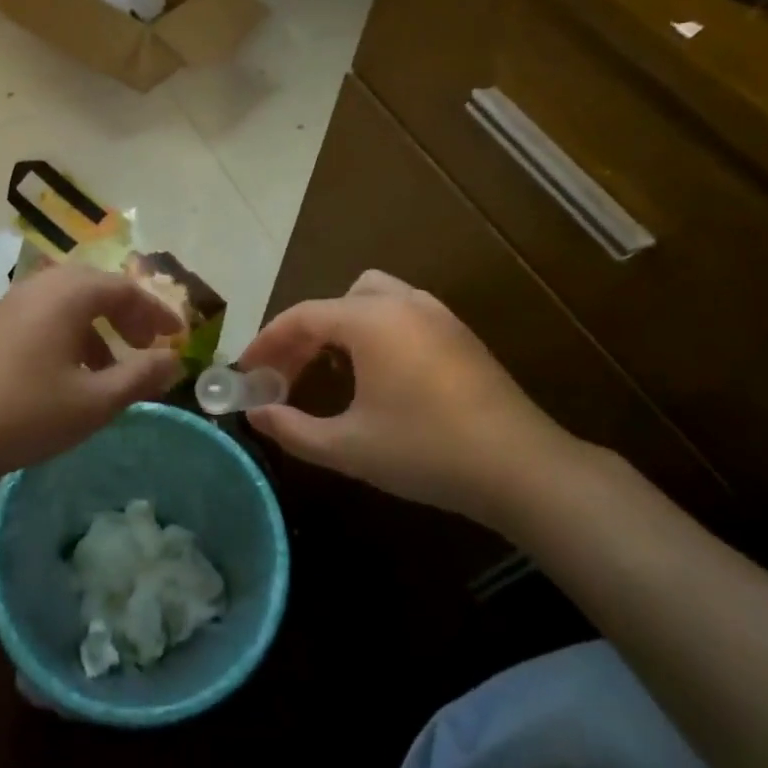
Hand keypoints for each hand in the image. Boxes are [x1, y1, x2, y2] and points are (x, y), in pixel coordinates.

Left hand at [0, 265, 183, 490]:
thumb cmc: (25, 413)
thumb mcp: (93, 402)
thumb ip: (139, 377)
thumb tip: (174, 360)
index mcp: (67, 294)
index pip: (125, 289)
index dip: (156, 313)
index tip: (177, 338)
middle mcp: (39, 287)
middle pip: (96, 287)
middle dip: (127, 315)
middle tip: (147, 346)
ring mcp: (11, 304)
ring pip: (68, 302)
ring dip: (98, 326)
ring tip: (112, 367)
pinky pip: (45, 316)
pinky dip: (70, 334)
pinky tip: (70, 374)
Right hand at [238, 269, 586, 529]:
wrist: (522, 468)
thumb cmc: (426, 451)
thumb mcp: (348, 446)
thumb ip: (292, 429)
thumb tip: (255, 415)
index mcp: (370, 320)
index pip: (301, 317)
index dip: (267, 342)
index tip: (245, 371)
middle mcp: (401, 303)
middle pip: (335, 302)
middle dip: (303, 334)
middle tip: (285, 375)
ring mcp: (436, 314)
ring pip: (371, 299)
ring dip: (340, 326)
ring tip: (327, 368)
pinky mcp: (458, 333)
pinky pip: (400, 313)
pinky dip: (373, 331)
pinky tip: (374, 373)